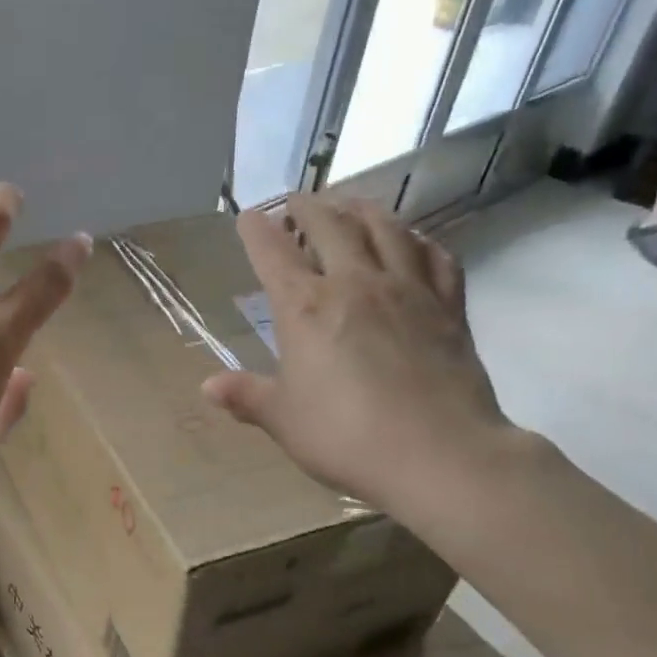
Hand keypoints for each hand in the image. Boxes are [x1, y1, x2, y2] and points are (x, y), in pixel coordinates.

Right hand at [201, 194, 510, 517]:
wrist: (440, 455)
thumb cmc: (346, 437)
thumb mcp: (283, 420)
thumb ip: (247, 396)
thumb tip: (208, 386)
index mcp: (306, 308)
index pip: (273, 254)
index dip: (256, 231)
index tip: (248, 216)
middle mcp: (355, 284)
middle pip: (330, 227)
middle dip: (308, 208)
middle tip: (297, 201)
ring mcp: (407, 290)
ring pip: (385, 229)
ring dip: (362, 209)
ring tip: (349, 204)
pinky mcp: (448, 306)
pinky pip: (435, 256)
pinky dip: (418, 240)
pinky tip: (412, 241)